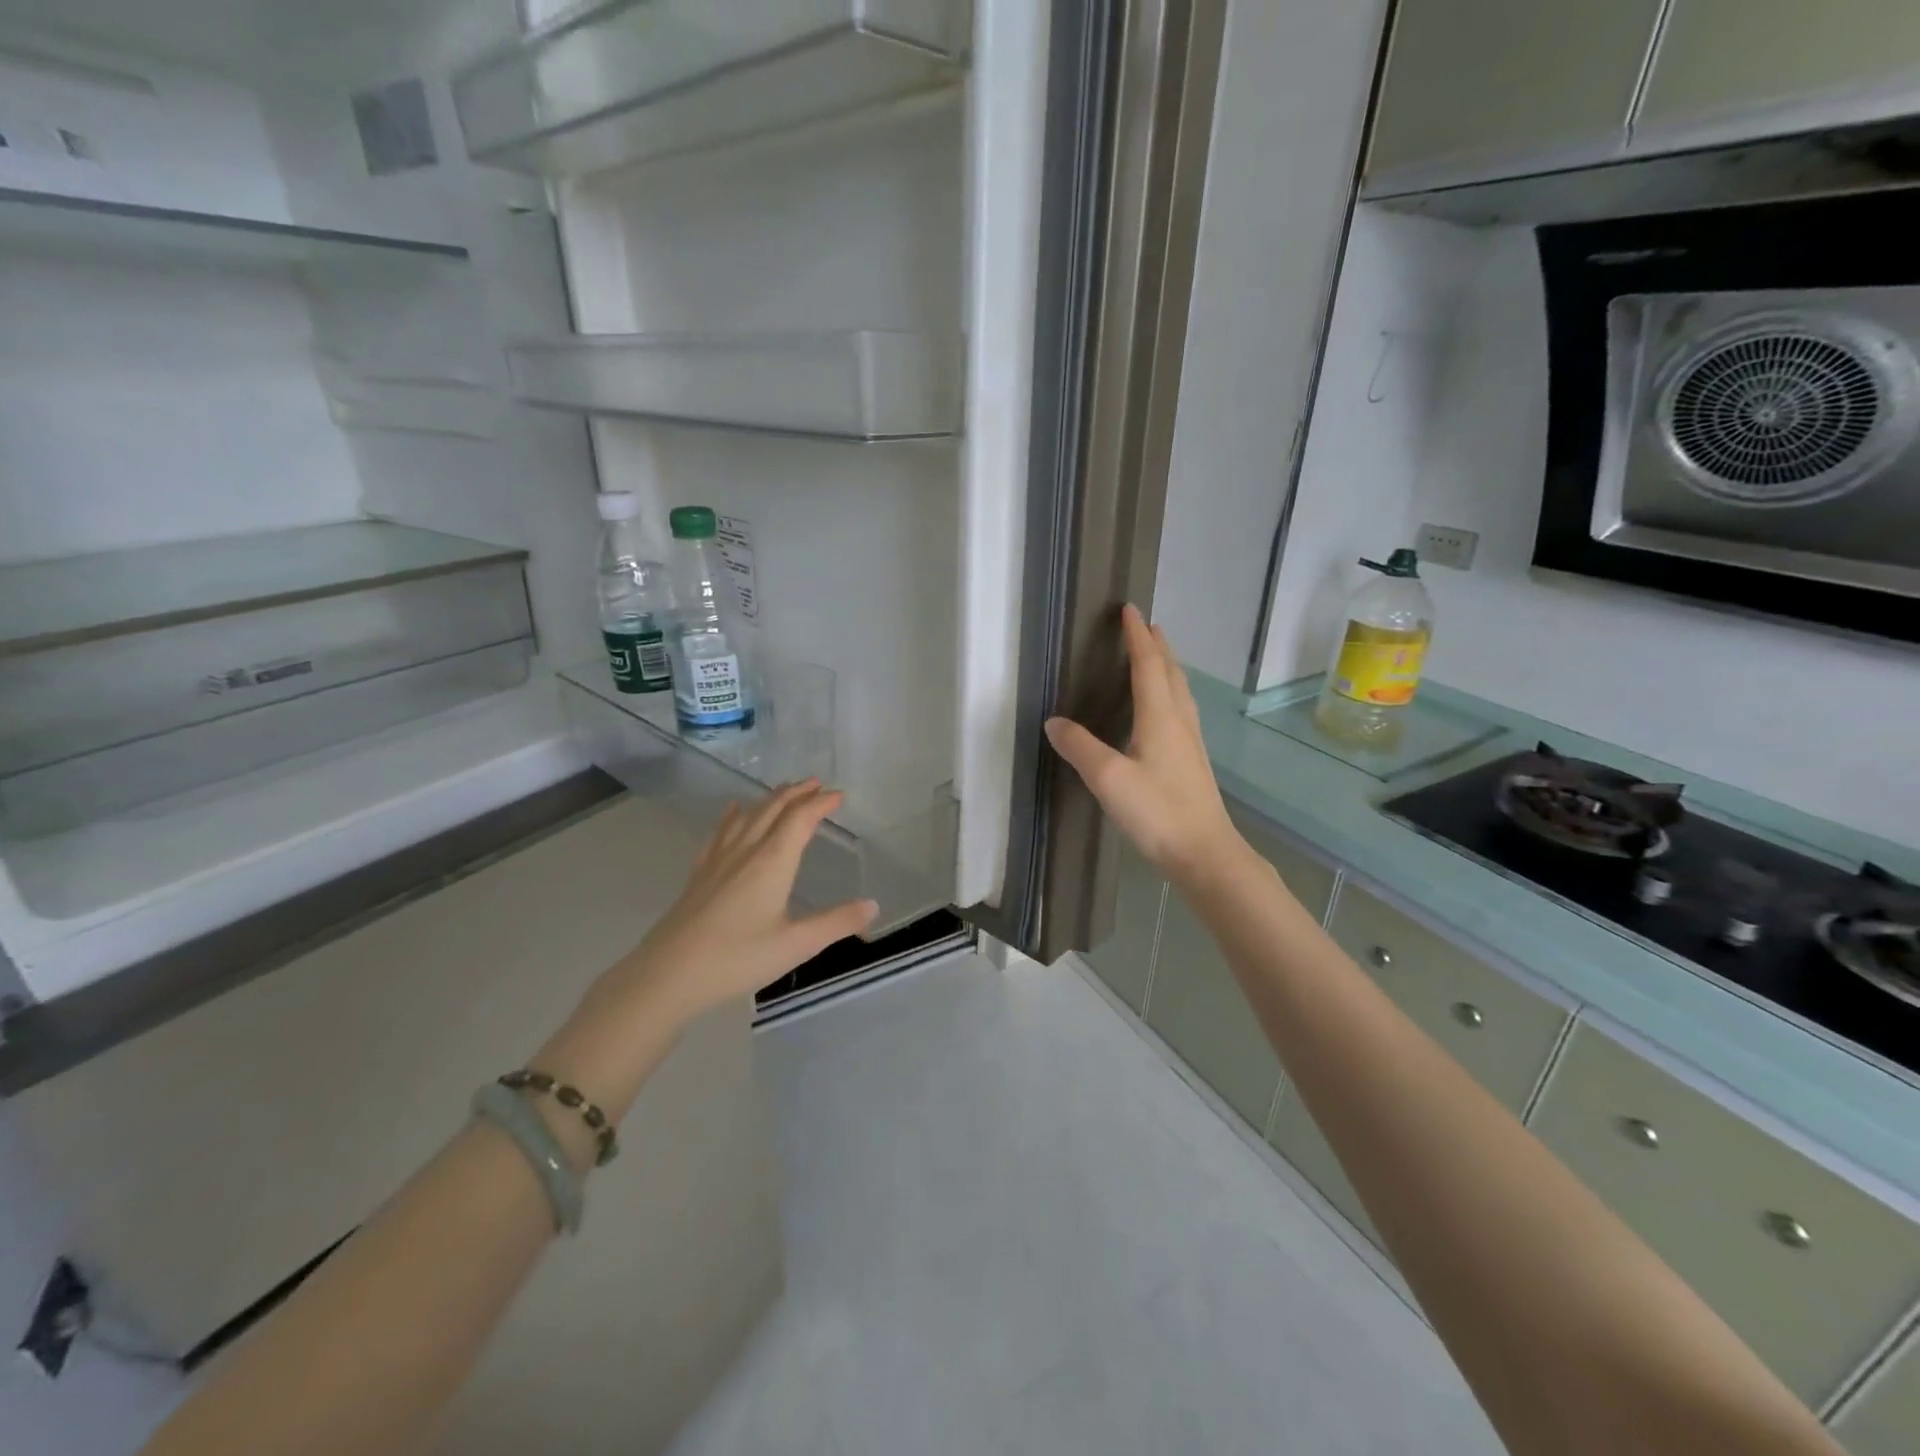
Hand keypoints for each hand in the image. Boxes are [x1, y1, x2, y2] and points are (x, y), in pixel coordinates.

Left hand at [537, 783, 876, 1124]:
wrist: (668, 975)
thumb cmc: (737, 958)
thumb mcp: (796, 945)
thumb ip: (836, 923)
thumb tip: (872, 905)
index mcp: (772, 861)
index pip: (800, 819)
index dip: (820, 803)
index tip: (838, 795)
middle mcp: (746, 851)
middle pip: (773, 808)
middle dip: (796, 793)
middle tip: (816, 783)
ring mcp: (718, 860)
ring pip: (747, 816)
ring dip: (769, 799)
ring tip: (784, 791)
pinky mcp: (699, 874)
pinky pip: (720, 833)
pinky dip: (733, 816)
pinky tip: (734, 811)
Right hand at [1045, 604, 1242, 885]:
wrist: (1205, 853)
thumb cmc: (1157, 812)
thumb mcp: (1108, 779)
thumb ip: (1080, 747)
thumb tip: (1054, 721)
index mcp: (1160, 717)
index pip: (1148, 665)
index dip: (1137, 636)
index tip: (1130, 609)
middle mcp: (1179, 721)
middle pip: (1170, 673)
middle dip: (1157, 646)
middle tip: (1146, 625)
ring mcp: (1190, 742)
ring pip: (1180, 691)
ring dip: (1167, 667)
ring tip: (1157, 656)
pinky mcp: (1192, 761)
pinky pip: (1181, 710)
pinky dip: (1170, 692)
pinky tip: (1164, 709)